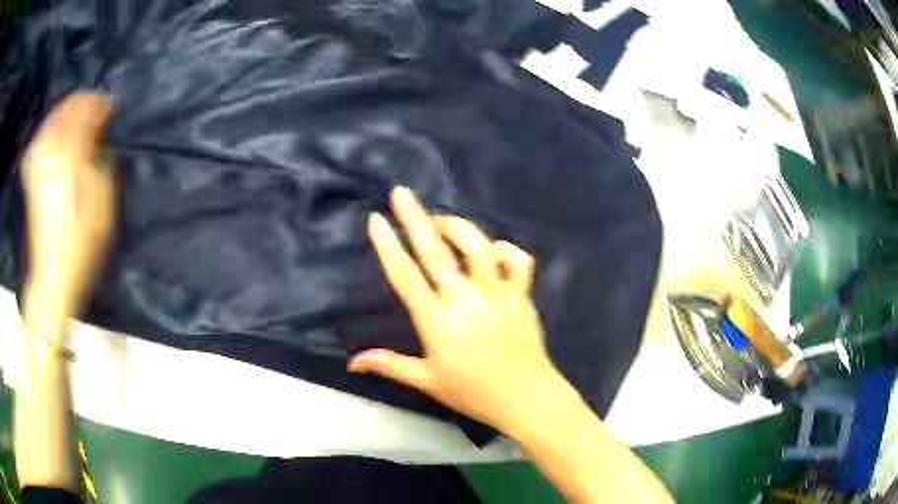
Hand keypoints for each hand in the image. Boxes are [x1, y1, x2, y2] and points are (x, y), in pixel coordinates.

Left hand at [21, 94, 114, 339]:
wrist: (50, 280)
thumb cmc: (79, 248)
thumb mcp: (100, 208)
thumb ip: (100, 164)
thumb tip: (100, 137)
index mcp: (68, 160)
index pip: (86, 113)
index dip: (100, 106)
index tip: (112, 108)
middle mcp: (50, 154)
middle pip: (67, 110)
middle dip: (84, 104)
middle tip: (98, 109)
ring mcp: (37, 164)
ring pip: (53, 120)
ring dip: (68, 112)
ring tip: (81, 116)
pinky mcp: (31, 176)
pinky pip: (41, 137)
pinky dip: (52, 127)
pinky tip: (59, 131)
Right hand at [350, 186, 566, 433]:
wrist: (525, 398)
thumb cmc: (473, 392)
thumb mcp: (427, 381)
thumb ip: (389, 365)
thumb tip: (352, 362)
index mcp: (437, 322)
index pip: (405, 276)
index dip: (388, 245)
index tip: (377, 219)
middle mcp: (465, 299)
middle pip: (436, 251)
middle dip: (415, 217)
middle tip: (401, 192)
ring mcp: (497, 293)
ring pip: (477, 246)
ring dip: (457, 227)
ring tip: (441, 221)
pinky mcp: (521, 294)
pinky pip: (517, 260)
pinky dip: (505, 248)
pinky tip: (491, 249)